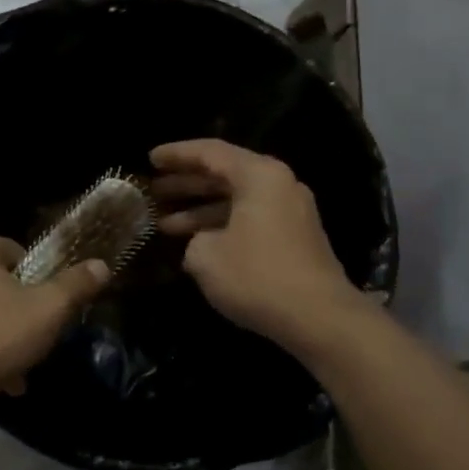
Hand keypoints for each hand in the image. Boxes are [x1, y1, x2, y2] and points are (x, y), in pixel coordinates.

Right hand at [151, 139, 370, 358]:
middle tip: (153, 191)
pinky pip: (250, 220)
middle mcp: (279, 184)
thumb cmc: (257, 276)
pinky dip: (222, 225)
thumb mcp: (205, 256)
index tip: (150, 159)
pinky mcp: (294, 238)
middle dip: (186, 183)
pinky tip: (196, 244)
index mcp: (259, 175)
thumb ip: (194, 239)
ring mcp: (290, 212)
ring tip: (164, 224)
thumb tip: (202, 242)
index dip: (176, 155)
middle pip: (225, 174)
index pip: (210, 152)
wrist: (318, 317)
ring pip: (236, 201)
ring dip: (201, 210)